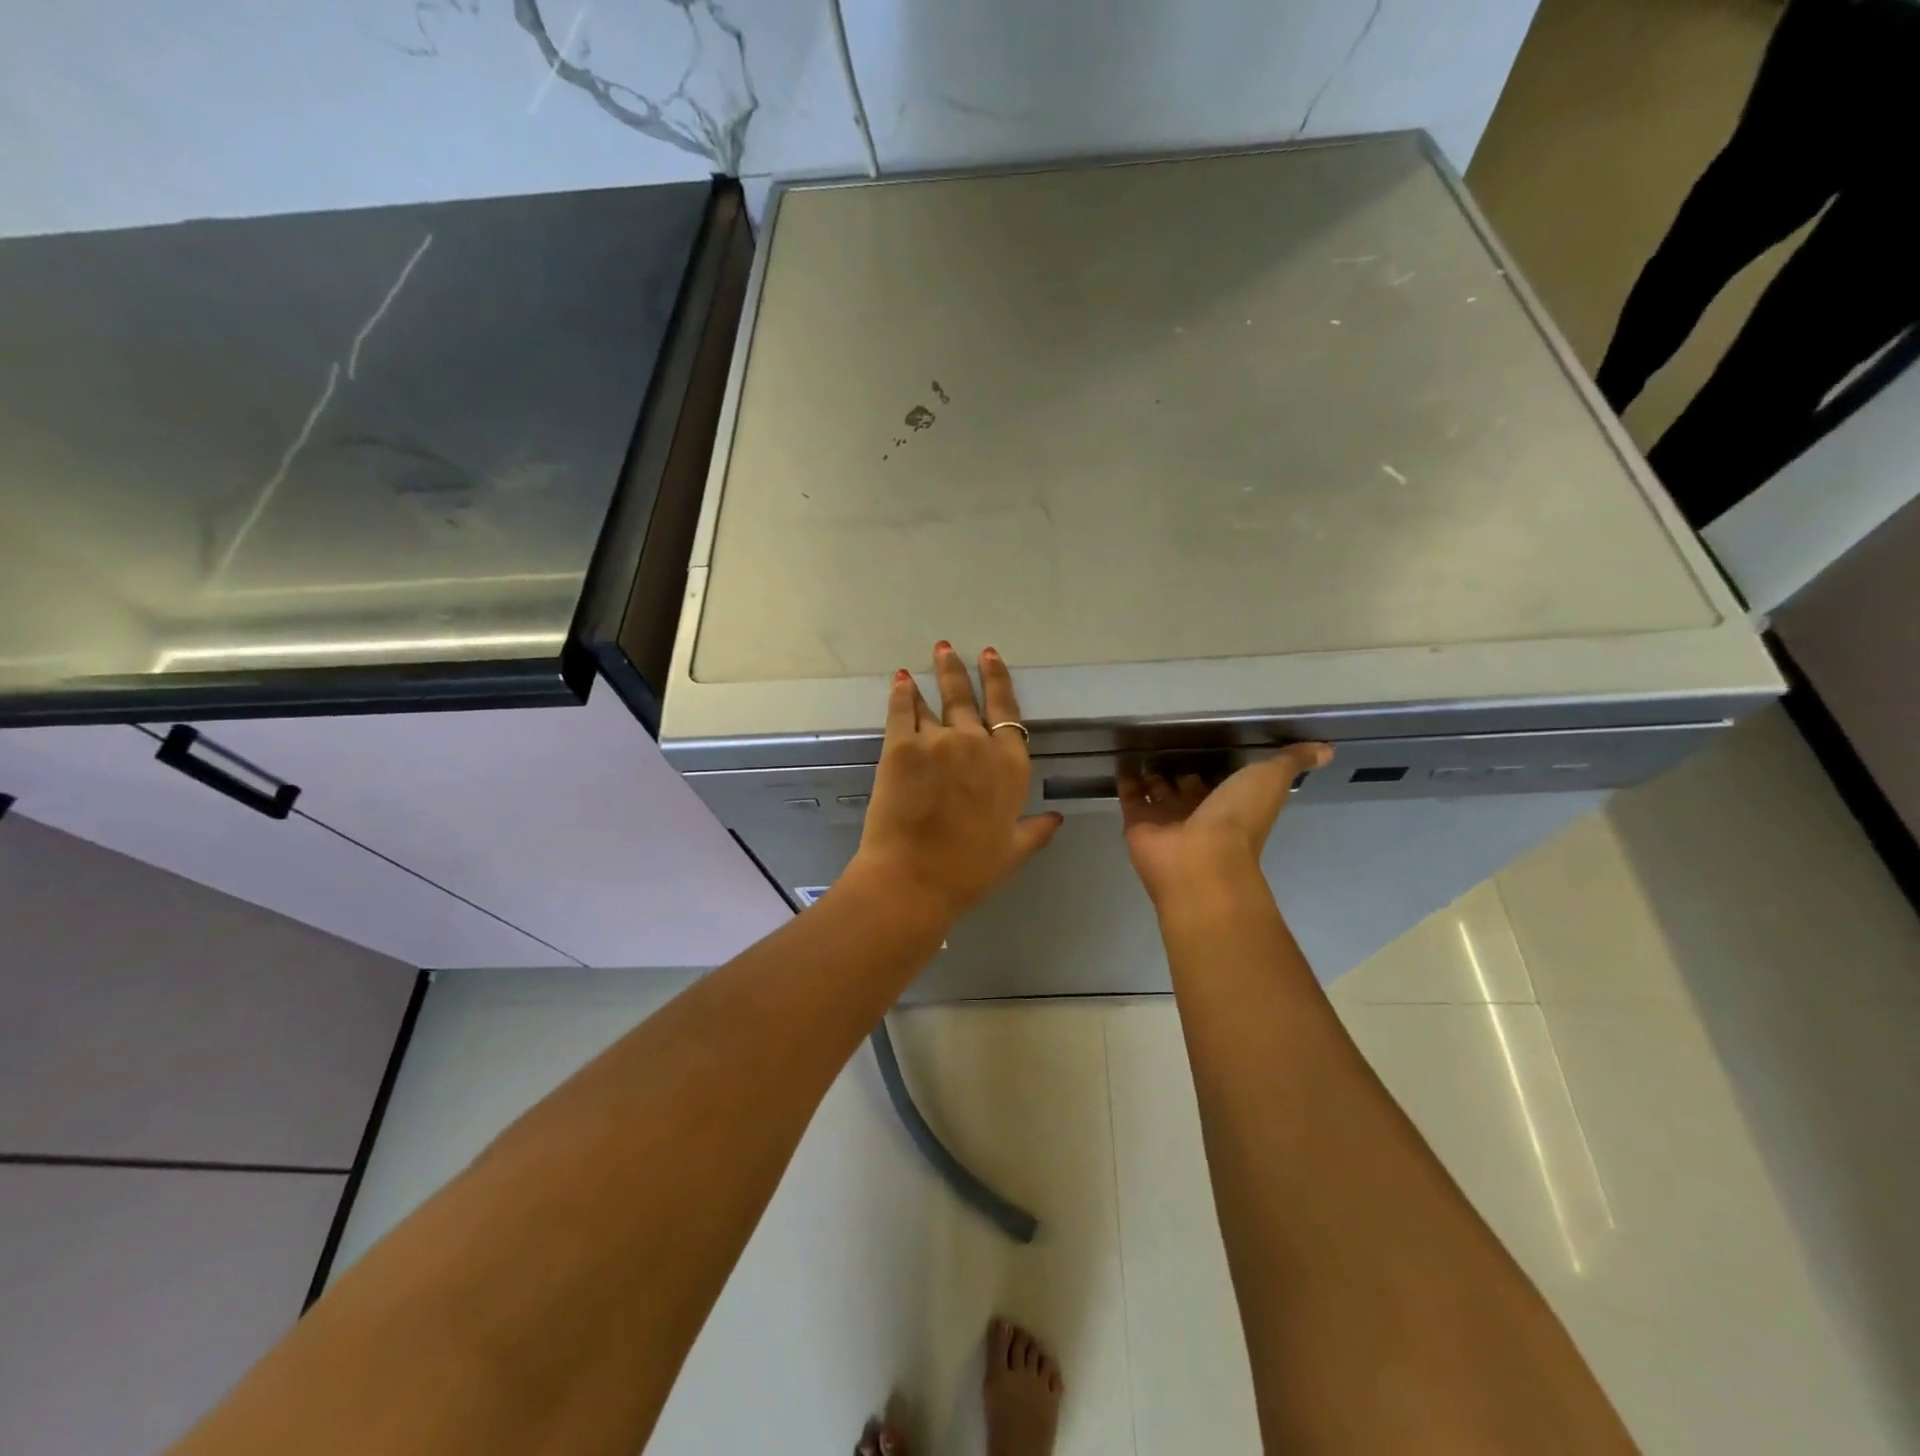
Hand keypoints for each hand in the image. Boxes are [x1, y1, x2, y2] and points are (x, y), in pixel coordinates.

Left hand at [849, 642, 1063, 922]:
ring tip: (926, 658)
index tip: (991, 657)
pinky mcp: (901, 746)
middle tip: (947, 648)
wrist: (915, 878)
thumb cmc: (969, 870)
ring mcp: (938, 741)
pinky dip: (900, 694)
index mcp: (1010, 766)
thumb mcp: (1013, 851)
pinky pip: (901, 711)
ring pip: (933, 702)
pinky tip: (899, 681)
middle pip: (968, 697)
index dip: (998, 681)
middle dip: (958, 670)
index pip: (1007, 711)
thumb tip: (1057, 818)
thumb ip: (1036, 830)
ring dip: (930, 679)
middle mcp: (977, 743)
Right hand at [1119, 743, 1332, 907]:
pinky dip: (1126, 778)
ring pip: (1157, 790)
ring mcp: (1166, 819)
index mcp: (1230, 802)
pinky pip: (1130, 795)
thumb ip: (1291, 761)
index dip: (1217, 762)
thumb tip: (1327, 750)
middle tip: (1167, 741)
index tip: (1208, 738)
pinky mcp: (1137, 822)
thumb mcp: (1271, 780)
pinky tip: (1121, 757)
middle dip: (1180, 767)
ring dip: (1152, 772)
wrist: (1199, 860)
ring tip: (1141, 745)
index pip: (1222, 778)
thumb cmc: (1237, 819)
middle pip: (1187, 785)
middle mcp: (1199, 811)